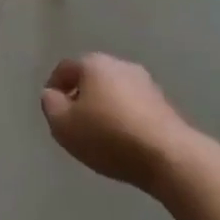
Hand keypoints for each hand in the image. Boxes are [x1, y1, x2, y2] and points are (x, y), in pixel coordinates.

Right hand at [41, 53, 194, 193]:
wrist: (170, 157)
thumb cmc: (109, 136)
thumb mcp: (64, 125)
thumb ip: (50, 105)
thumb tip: (53, 95)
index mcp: (93, 63)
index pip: (64, 69)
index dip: (54, 89)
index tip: (53, 112)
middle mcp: (119, 64)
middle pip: (91, 78)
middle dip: (81, 97)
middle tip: (75, 123)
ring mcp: (146, 83)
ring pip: (114, 92)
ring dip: (105, 108)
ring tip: (101, 136)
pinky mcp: (165, 104)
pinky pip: (134, 107)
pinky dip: (125, 119)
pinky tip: (125, 141)